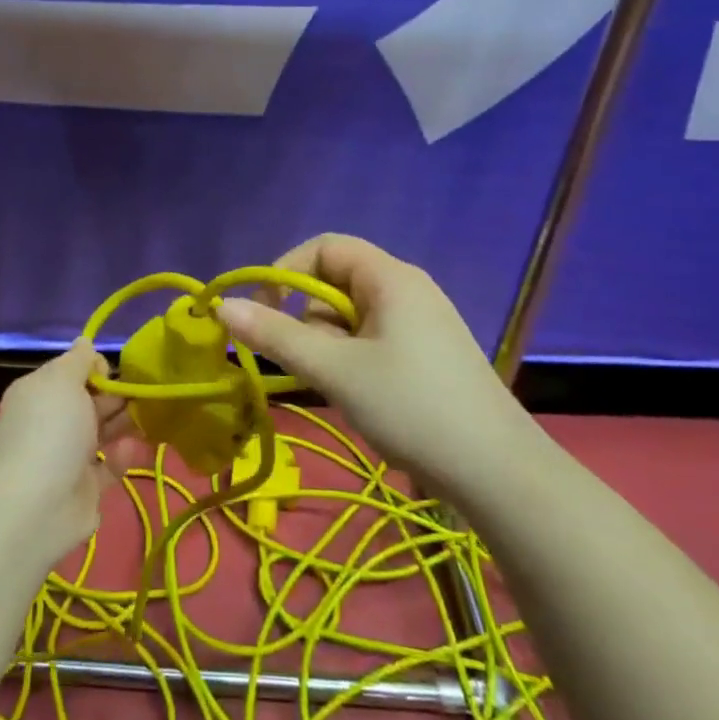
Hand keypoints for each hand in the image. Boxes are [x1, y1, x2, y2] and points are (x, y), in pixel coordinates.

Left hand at [0, 341, 145, 564]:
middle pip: (89, 401)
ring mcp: (67, 457)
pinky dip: (121, 457)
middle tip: (139, 394)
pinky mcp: (85, 488)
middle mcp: (51, 422)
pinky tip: (129, 449)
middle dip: (115, 395)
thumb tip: (84, 341)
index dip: (93, 367)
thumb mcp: (62, 381)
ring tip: (146, 416)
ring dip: (123, 423)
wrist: (36, 507)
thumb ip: (78, 360)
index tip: (111, 371)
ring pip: (102, 432)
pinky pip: (109, 466)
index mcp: (39, 393)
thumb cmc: (50, 431)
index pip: (70, 371)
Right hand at [214, 234, 539, 487]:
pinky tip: (360, 395)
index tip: (265, 313)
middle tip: (307, 362)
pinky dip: (352, 358)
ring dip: (329, 344)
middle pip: (336, 281)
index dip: (287, 271)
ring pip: (352, 316)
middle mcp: (407, 289)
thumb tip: (222, 306)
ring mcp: (422, 322)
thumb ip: (276, 336)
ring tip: (337, 385)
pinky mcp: (428, 353)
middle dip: (308, 317)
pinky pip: (373, 339)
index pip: (325, 247)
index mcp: (390, 277)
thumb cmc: (411, 407)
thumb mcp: (335, 370)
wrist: (496, 471)